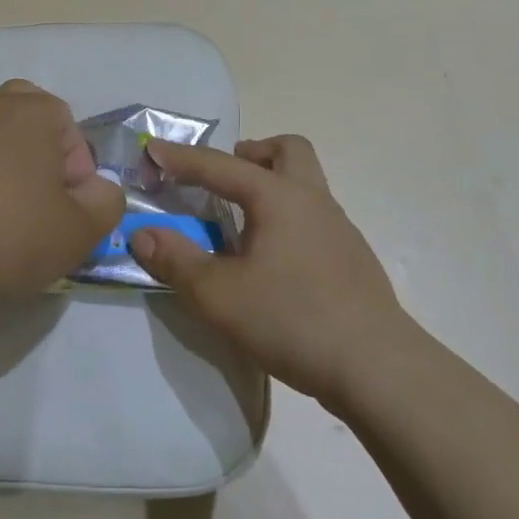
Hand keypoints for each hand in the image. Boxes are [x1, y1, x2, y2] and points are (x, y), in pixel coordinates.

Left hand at [0, 80, 123, 303]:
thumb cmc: (13, 233)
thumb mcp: (84, 228)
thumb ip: (108, 201)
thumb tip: (97, 189)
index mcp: (33, 110)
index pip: (72, 131)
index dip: (78, 173)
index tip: (67, 208)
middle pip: (32, 121)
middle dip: (45, 154)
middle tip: (45, 199)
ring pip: (0, 141)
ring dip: (13, 170)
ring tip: (12, 218)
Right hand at [131, 135, 409, 401]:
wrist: (377, 368)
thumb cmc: (292, 320)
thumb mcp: (218, 295)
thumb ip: (176, 260)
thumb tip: (141, 234)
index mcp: (278, 197)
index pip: (221, 165)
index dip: (182, 157)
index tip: (153, 150)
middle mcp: (312, 200)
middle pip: (287, 150)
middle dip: (251, 153)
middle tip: (221, 179)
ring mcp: (339, 229)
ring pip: (305, 183)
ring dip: (270, 186)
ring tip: (241, 222)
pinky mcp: (352, 258)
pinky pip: (313, 217)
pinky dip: (287, 219)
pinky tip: (273, 260)